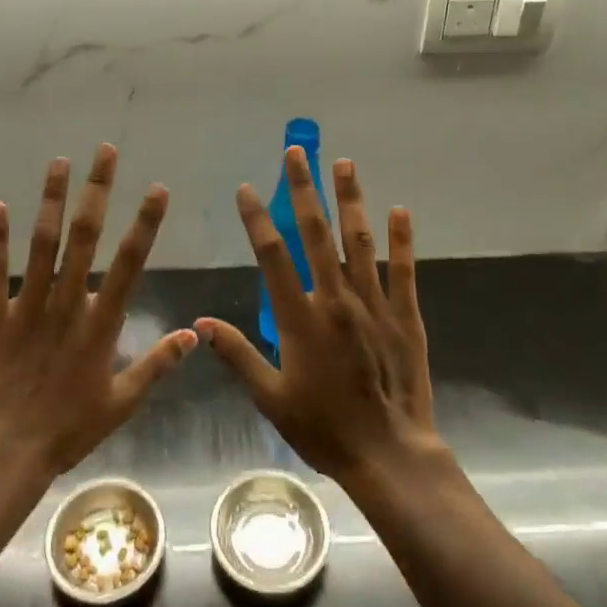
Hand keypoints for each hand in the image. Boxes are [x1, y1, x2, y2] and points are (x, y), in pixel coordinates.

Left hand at [0, 144, 197, 482]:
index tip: (156, 189)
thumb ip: (158, 364)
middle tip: (104, 151)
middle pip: (85, 236)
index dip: (145, 223)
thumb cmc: (68, 429)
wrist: (5, 452)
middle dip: (97, 190)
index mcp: (101, 322)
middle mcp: (67, 302)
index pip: (130, 262)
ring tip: (59, 161)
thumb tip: (193, 333)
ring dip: (51, 199)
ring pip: (42, 243)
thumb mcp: (122, 403)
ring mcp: (28, 305)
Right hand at [196, 150, 441, 483]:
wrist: (388, 454)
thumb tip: (202, 323)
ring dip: (350, 199)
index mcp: (301, 318)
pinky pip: (402, 270)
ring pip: (359, 241)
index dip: (257, 219)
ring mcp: (374, 304)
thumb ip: (238, 355)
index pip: (273, 256)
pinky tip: (400, 211)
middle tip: (297, 152)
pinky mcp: (404, 316)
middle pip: (317, 234)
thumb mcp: (271, 398)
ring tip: (344, 163)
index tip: (246, 189)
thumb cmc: (323, 428)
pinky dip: (400, 239)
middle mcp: (336, 300)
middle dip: (304, 189)